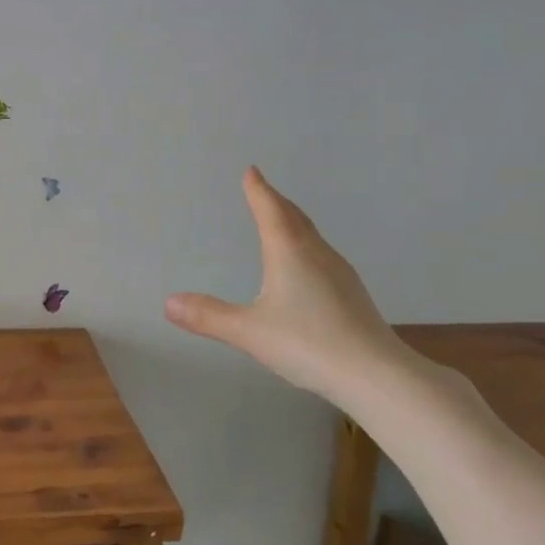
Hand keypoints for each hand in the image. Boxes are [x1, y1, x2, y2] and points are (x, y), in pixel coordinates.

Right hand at [165, 166, 414, 404]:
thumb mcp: (250, 332)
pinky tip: (307, 264)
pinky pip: (321, 254)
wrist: (376, 374)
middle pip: (293, 216)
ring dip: (292, 221)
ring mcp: (339, 272)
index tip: (251, 170)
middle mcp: (316, 253)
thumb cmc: (308, 344)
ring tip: (281, 219)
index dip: (258, 189)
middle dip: (275, 200)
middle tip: (262, 188)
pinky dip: (305, 244)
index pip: (270, 210)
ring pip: (311, 235)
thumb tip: (169, 303)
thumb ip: (209, 316)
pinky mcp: (352, 293)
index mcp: (289, 252)